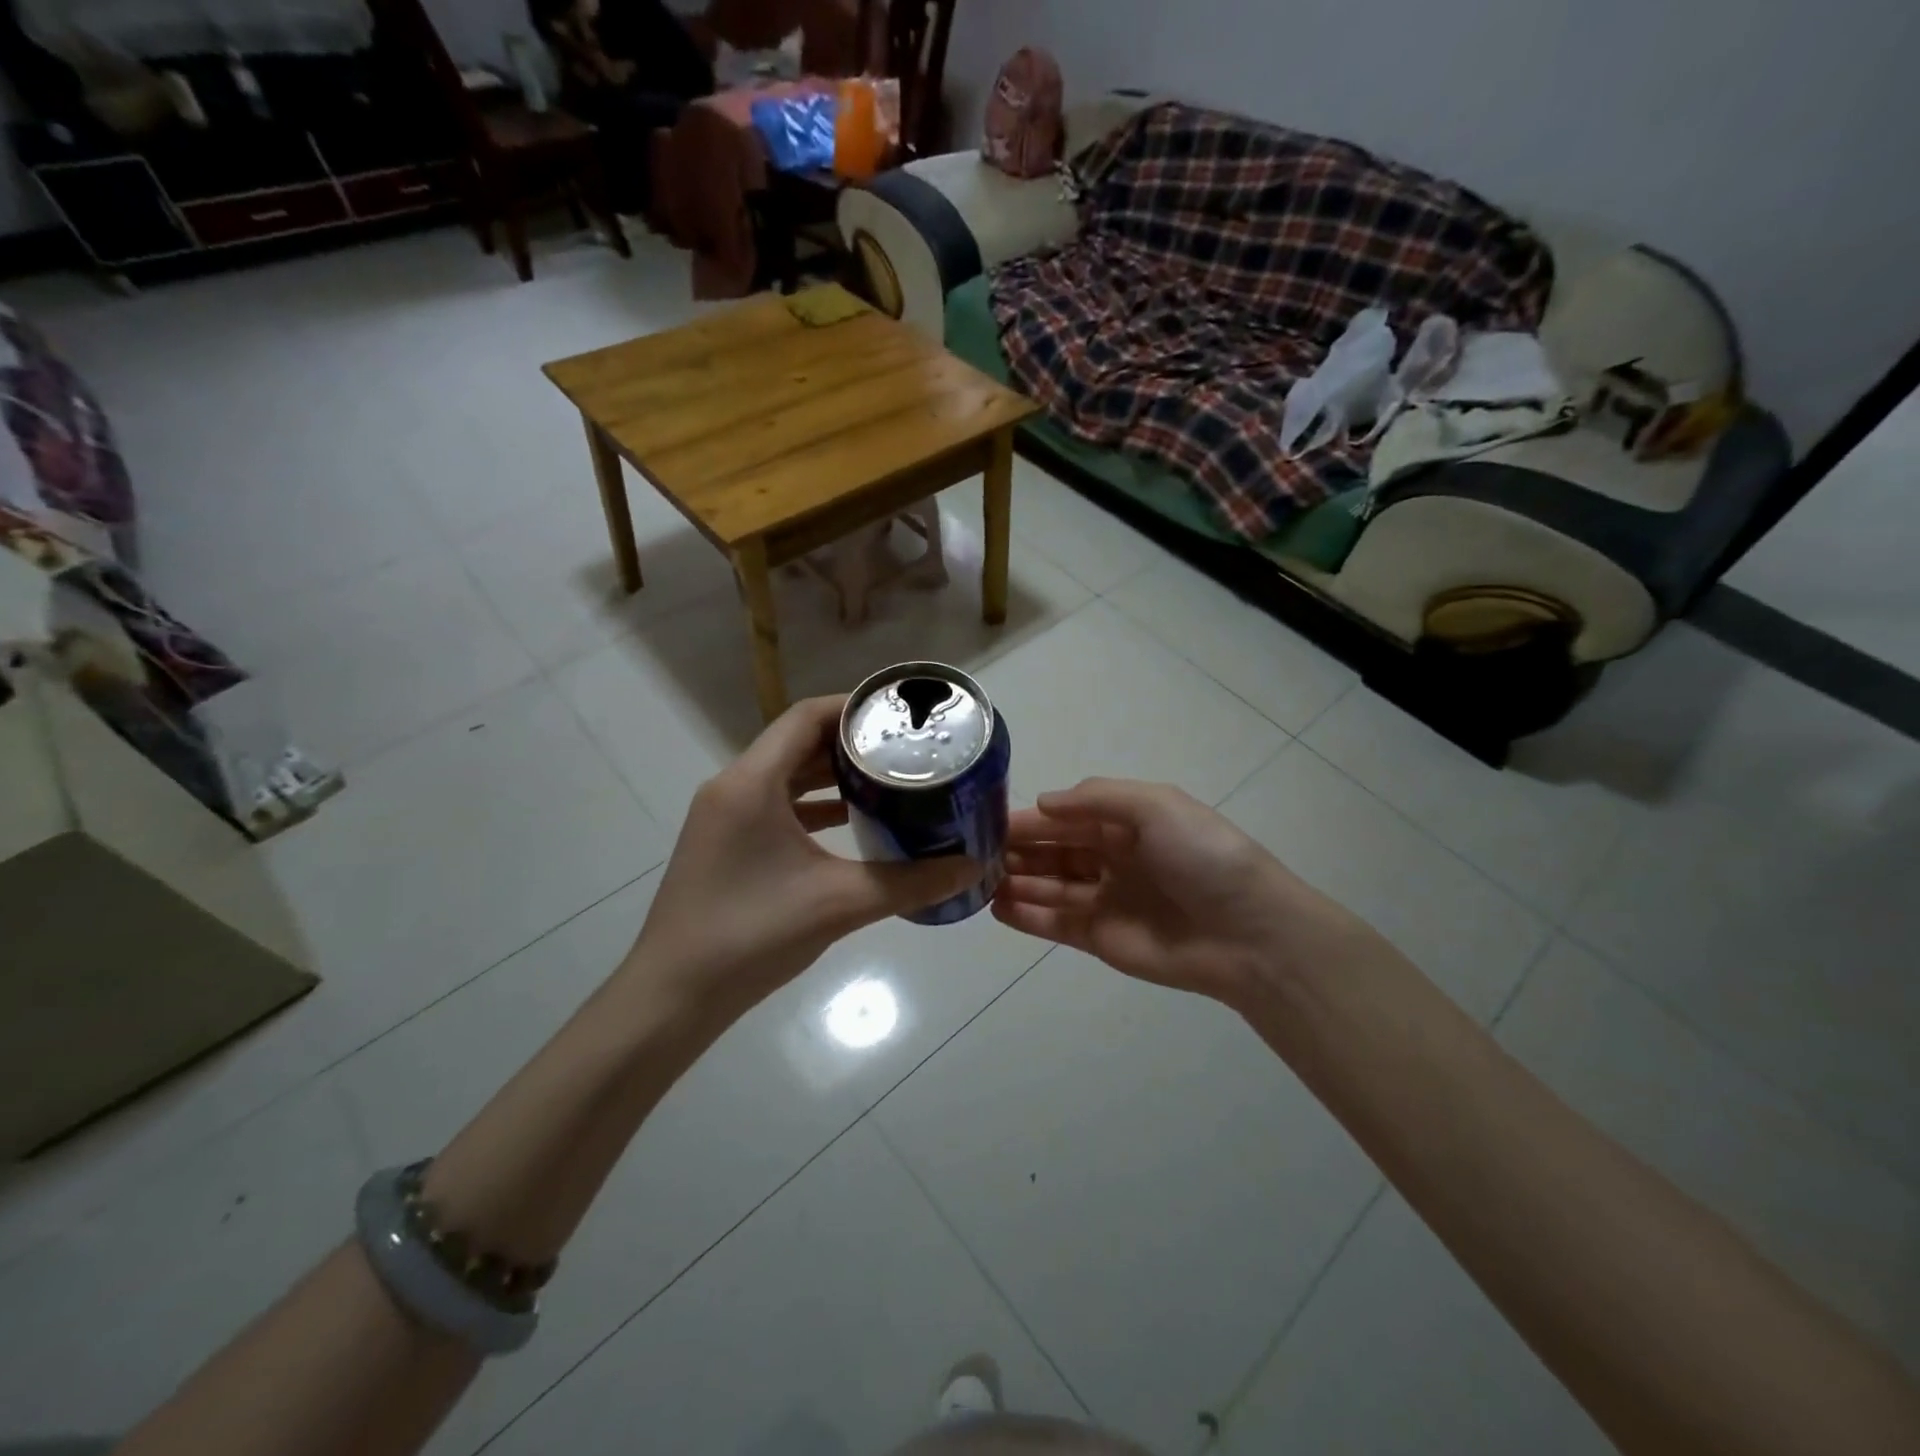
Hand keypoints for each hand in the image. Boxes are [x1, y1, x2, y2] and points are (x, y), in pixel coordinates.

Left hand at [628, 697, 980, 1016]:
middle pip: (797, 742)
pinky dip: (813, 806)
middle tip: (905, 749)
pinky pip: (775, 806)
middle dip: (851, 743)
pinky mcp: (725, 844)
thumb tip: (972, 867)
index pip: (805, 717)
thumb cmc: (752, 935)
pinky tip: (851, 823)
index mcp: (751, 783)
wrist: (673, 997)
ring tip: (887, 779)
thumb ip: (911, 882)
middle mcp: (732, 787)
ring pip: (785, 775)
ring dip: (832, 775)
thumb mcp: (840, 903)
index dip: (853, 707)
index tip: (899, 714)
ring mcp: (724, 817)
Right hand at [993, 778, 1372, 1006]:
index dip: (1029, 818)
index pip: (1066, 817)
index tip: (986, 820)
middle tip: (972, 852)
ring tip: (977, 879)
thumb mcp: (1156, 806)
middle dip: (1016, 849)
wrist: (1248, 934)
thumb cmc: (1202, 857)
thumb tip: (1043, 804)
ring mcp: (1104, 900)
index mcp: (1126, 823)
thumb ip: (1096, 798)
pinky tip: (996, 907)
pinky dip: (1026, 916)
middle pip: (1052, 851)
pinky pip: (1055, 924)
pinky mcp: (1100, 939)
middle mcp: (1111, 858)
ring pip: (1049, 886)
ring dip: (1014, 881)